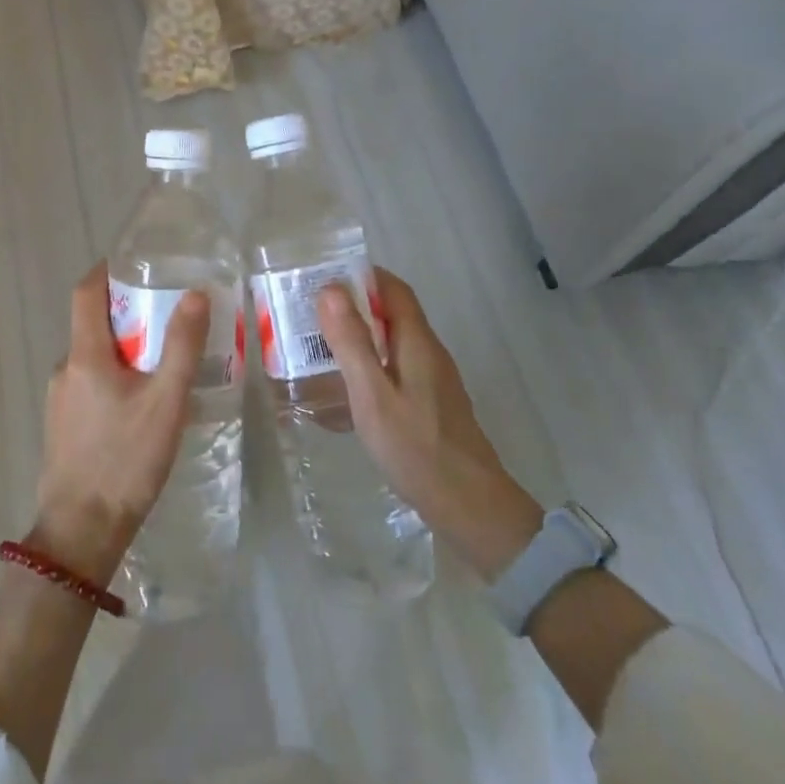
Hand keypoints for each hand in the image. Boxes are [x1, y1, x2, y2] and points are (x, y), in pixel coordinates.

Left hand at [30, 264, 208, 586]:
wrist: (81, 531)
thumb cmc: (125, 460)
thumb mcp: (166, 402)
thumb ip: (181, 347)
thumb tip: (195, 294)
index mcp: (85, 355)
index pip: (85, 293)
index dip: (106, 271)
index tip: (133, 262)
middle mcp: (65, 369)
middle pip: (92, 324)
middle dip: (126, 313)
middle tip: (166, 314)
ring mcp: (59, 399)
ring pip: (92, 357)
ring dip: (122, 349)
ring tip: (162, 360)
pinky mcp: (62, 425)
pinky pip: (88, 384)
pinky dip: (113, 377)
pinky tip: (141, 402)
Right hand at [318, 268, 542, 579]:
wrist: (471, 507)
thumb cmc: (416, 447)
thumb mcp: (372, 393)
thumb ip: (351, 342)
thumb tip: (330, 289)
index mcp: (417, 343)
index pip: (394, 290)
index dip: (364, 276)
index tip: (327, 276)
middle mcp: (430, 353)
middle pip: (395, 314)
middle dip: (357, 305)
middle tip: (314, 313)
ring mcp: (435, 381)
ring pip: (396, 343)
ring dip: (363, 335)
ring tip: (323, 347)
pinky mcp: (433, 405)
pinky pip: (398, 369)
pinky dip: (372, 364)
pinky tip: (351, 389)